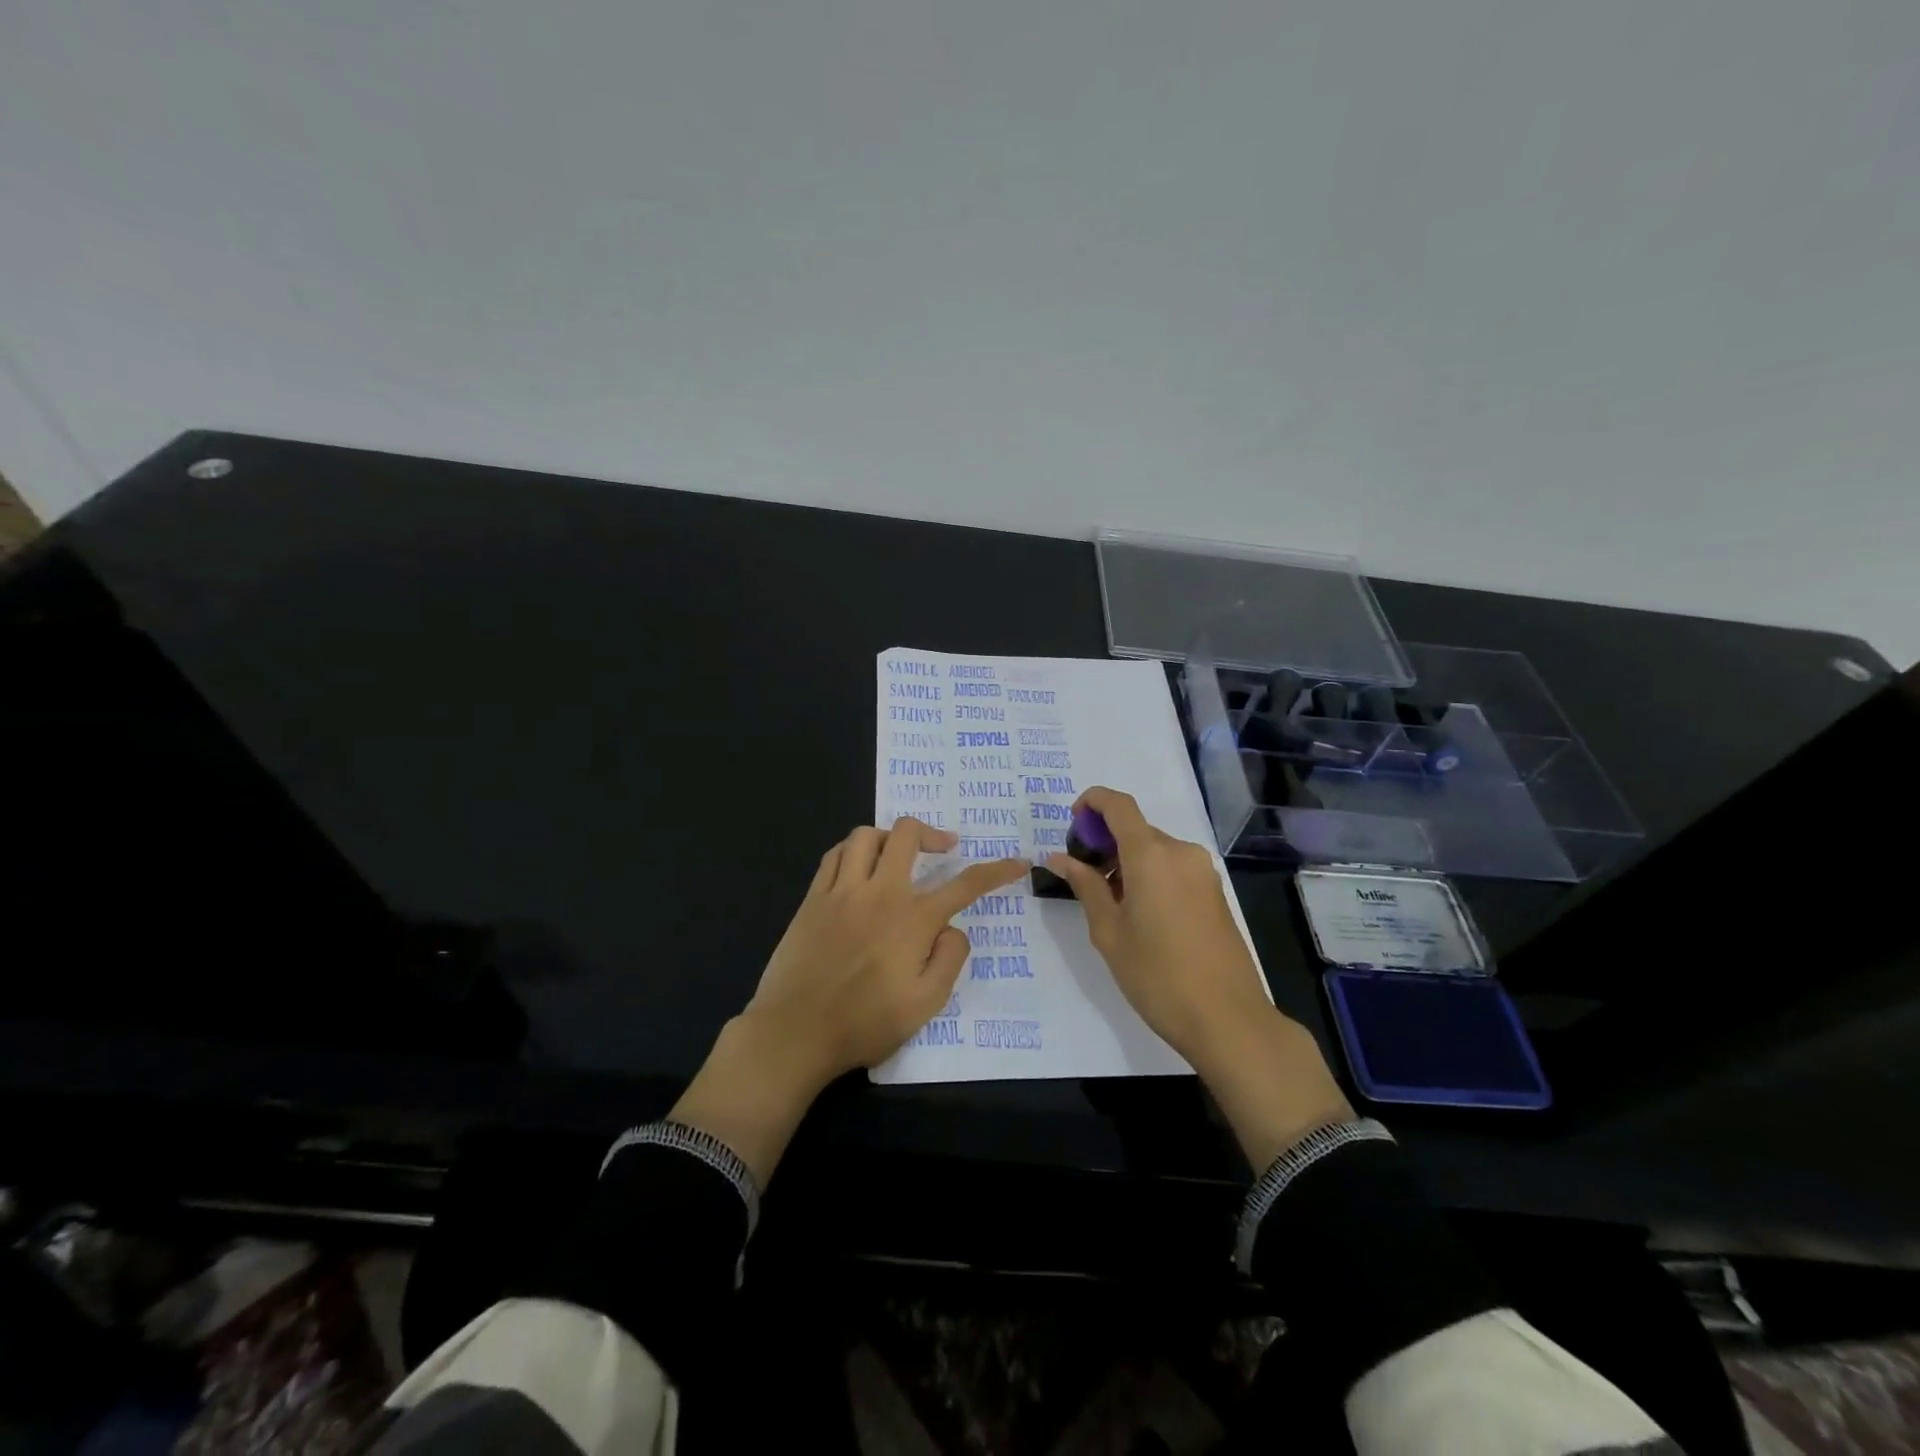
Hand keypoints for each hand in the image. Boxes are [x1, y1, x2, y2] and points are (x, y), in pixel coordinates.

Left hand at [671, 820, 1026, 1182]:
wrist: (794, 1033)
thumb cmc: (864, 1023)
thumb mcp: (925, 1005)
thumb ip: (949, 959)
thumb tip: (954, 928)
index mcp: (913, 919)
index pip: (965, 884)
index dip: (996, 871)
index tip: (1016, 863)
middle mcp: (879, 892)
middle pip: (907, 834)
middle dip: (932, 833)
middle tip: (944, 847)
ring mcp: (841, 891)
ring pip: (866, 835)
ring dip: (888, 837)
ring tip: (897, 854)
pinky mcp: (813, 898)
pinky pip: (834, 855)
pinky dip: (852, 850)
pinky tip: (858, 866)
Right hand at [1043, 786, 1270, 1060]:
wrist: (1228, 1019)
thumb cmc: (1157, 976)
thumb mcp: (1109, 932)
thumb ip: (1085, 886)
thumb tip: (1060, 858)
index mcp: (1151, 855)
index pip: (1119, 805)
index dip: (1092, 802)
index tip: (1072, 823)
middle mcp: (1181, 852)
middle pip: (1136, 830)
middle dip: (1106, 843)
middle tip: (1083, 877)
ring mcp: (1203, 872)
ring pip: (1155, 850)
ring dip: (1127, 862)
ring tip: (1109, 904)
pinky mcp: (1215, 892)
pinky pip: (1174, 868)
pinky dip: (1150, 875)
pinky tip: (1140, 914)